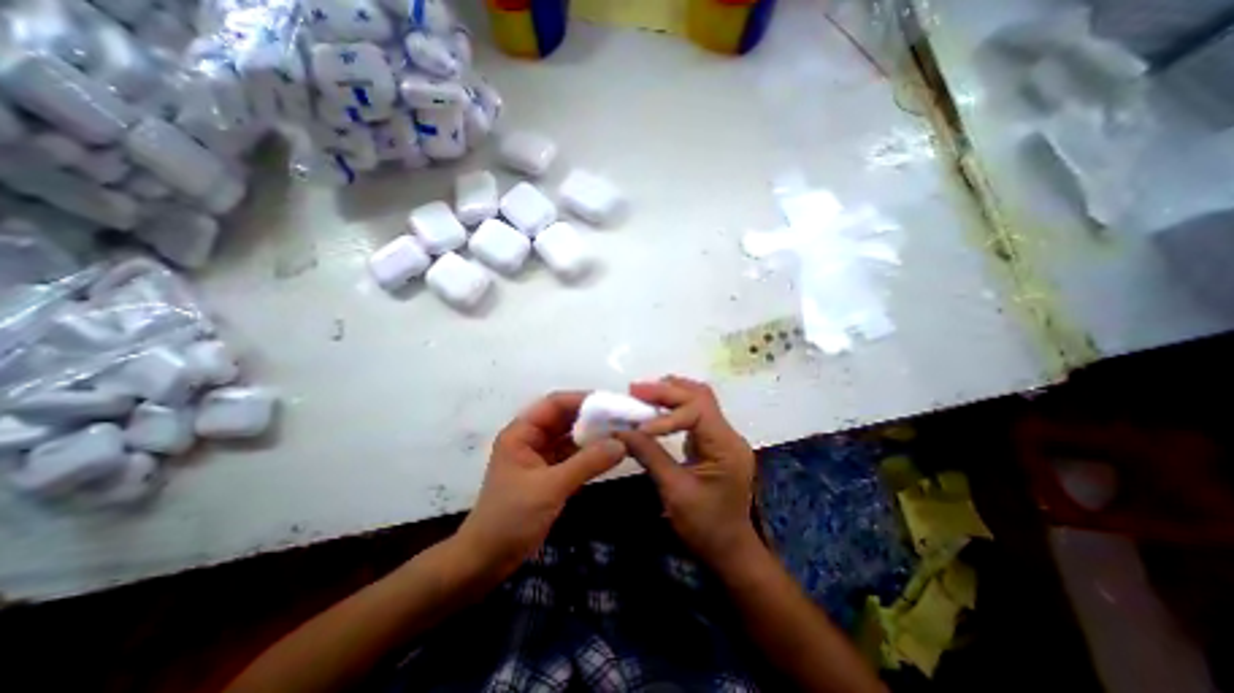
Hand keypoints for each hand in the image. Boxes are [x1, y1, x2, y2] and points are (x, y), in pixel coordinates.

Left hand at [456, 390, 626, 577]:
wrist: (487, 561)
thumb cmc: (511, 518)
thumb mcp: (550, 487)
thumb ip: (587, 463)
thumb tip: (622, 443)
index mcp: (522, 433)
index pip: (555, 404)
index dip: (583, 400)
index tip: (612, 404)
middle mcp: (531, 439)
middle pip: (565, 419)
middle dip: (592, 418)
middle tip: (622, 419)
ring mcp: (540, 457)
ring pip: (570, 437)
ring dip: (593, 436)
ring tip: (622, 433)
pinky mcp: (549, 474)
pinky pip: (573, 456)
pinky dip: (590, 454)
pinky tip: (610, 454)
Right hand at [618, 378, 761, 569]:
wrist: (731, 552)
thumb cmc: (705, 527)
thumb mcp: (674, 491)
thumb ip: (649, 455)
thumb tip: (621, 431)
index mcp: (726, 446)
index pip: (698, 411)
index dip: (667, 414)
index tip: (639, 424)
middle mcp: (729, 434)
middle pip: (700, 396)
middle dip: (667, 391)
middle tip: (635, 390)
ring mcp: (724, 437)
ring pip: (699, 400)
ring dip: (671, 394)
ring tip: (642, 394)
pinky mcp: (715, 442)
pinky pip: (696, 414)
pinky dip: (675, 407)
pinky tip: (656, 409)